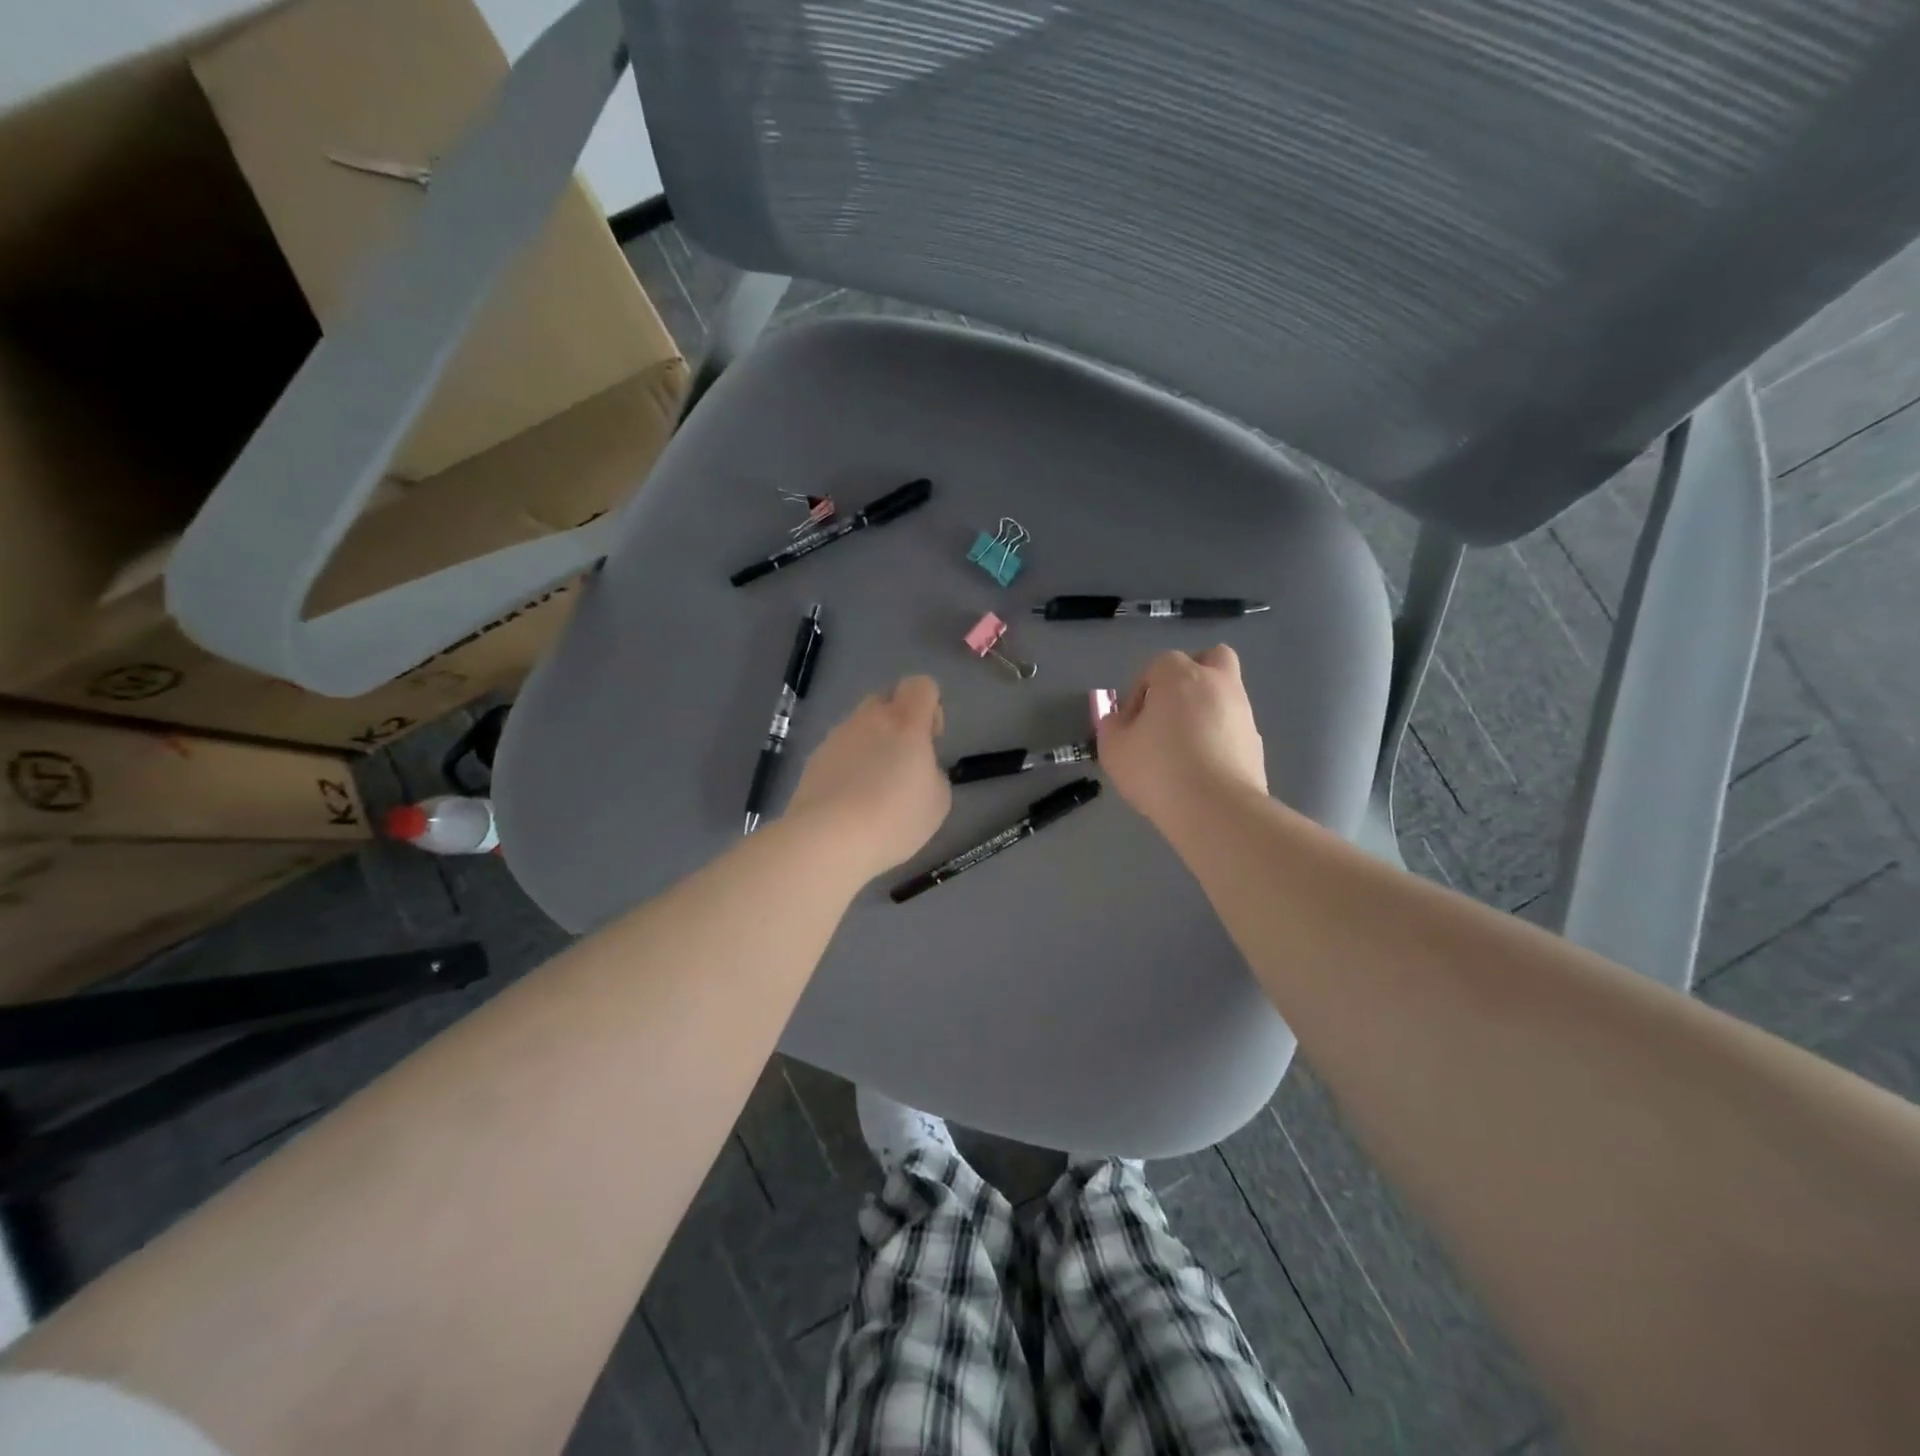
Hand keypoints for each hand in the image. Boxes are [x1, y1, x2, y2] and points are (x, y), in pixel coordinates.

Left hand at [784, 676, 951, 878]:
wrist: (827, 840)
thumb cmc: (894, 818)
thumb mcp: (938, 801)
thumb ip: (933, 772)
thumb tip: (919, 768)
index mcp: (905, 721)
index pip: (921, 685)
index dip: (930, 706)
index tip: (930, 740)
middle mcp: (868, 719)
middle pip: (886, 701)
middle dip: (898, 723)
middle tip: (903, 763)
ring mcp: (836, 737)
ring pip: (859, 726)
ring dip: (871, 745)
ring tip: (874, 789)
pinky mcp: (814, 759)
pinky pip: (839, 751)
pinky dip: (848, 767)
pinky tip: (851, 802)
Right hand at [1096, 646, 1266, 832]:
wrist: (1216, 810)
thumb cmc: (1158, 770)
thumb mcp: (1114, 749)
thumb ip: (1111, 726)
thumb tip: (1119, 721)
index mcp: (1181, 676)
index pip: (1158, 664)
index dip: (1140, 691)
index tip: (1131, 722)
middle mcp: (1218, 684)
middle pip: (1211, 658)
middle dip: (1192, 675)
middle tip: (1171, 708)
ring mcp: (1243, 713)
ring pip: (1226, 694)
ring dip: (1206, 709)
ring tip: (1184, 747)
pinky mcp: (1257, 743)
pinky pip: (1234, 728)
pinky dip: (1220, 737)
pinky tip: (1203, 767)